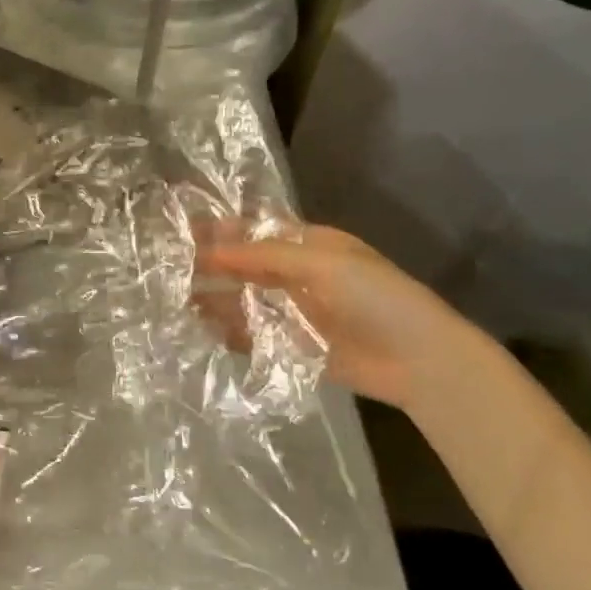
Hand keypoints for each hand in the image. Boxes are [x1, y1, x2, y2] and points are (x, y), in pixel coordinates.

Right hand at [196, 222, 498, 411]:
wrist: (421, 361)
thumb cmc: (376, 297)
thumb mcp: (321, 263)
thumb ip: (263, 256)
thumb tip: (209, 250)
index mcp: (309, 245)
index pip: (255, 230)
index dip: (220, 228)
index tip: (181, 229)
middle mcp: (297, 275)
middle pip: (245, 265)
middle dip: (211, 264)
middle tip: (169, 266)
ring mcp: (295, 312)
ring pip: (245, 300)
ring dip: (215, 298)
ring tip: (177, 299)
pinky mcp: (294, 347)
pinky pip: (254, 335)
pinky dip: (230, 332)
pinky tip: (203, 330)